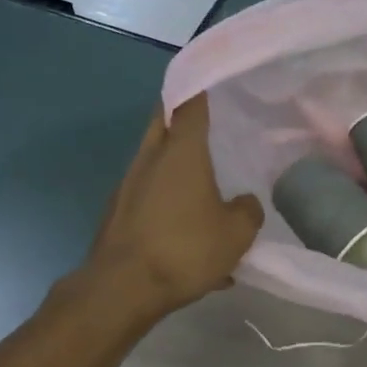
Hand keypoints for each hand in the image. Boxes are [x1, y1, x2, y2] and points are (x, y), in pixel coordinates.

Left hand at [73, 95, 262, 319]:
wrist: (122, 289)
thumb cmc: (185, 249)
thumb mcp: (237, 233)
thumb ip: (248, 211)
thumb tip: (244, 202)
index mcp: (182, 152)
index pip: (190, 104)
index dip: (199, 87)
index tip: (208, 77)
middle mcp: (150, 160)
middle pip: (164, 123)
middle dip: (181, 116)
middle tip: (206, 120)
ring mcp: (129, 186)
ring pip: (155, 161)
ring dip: (176, 164)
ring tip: (205, 186)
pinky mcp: (118, 214)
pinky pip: (149, 197)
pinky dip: (168, 203)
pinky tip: (190, 238)